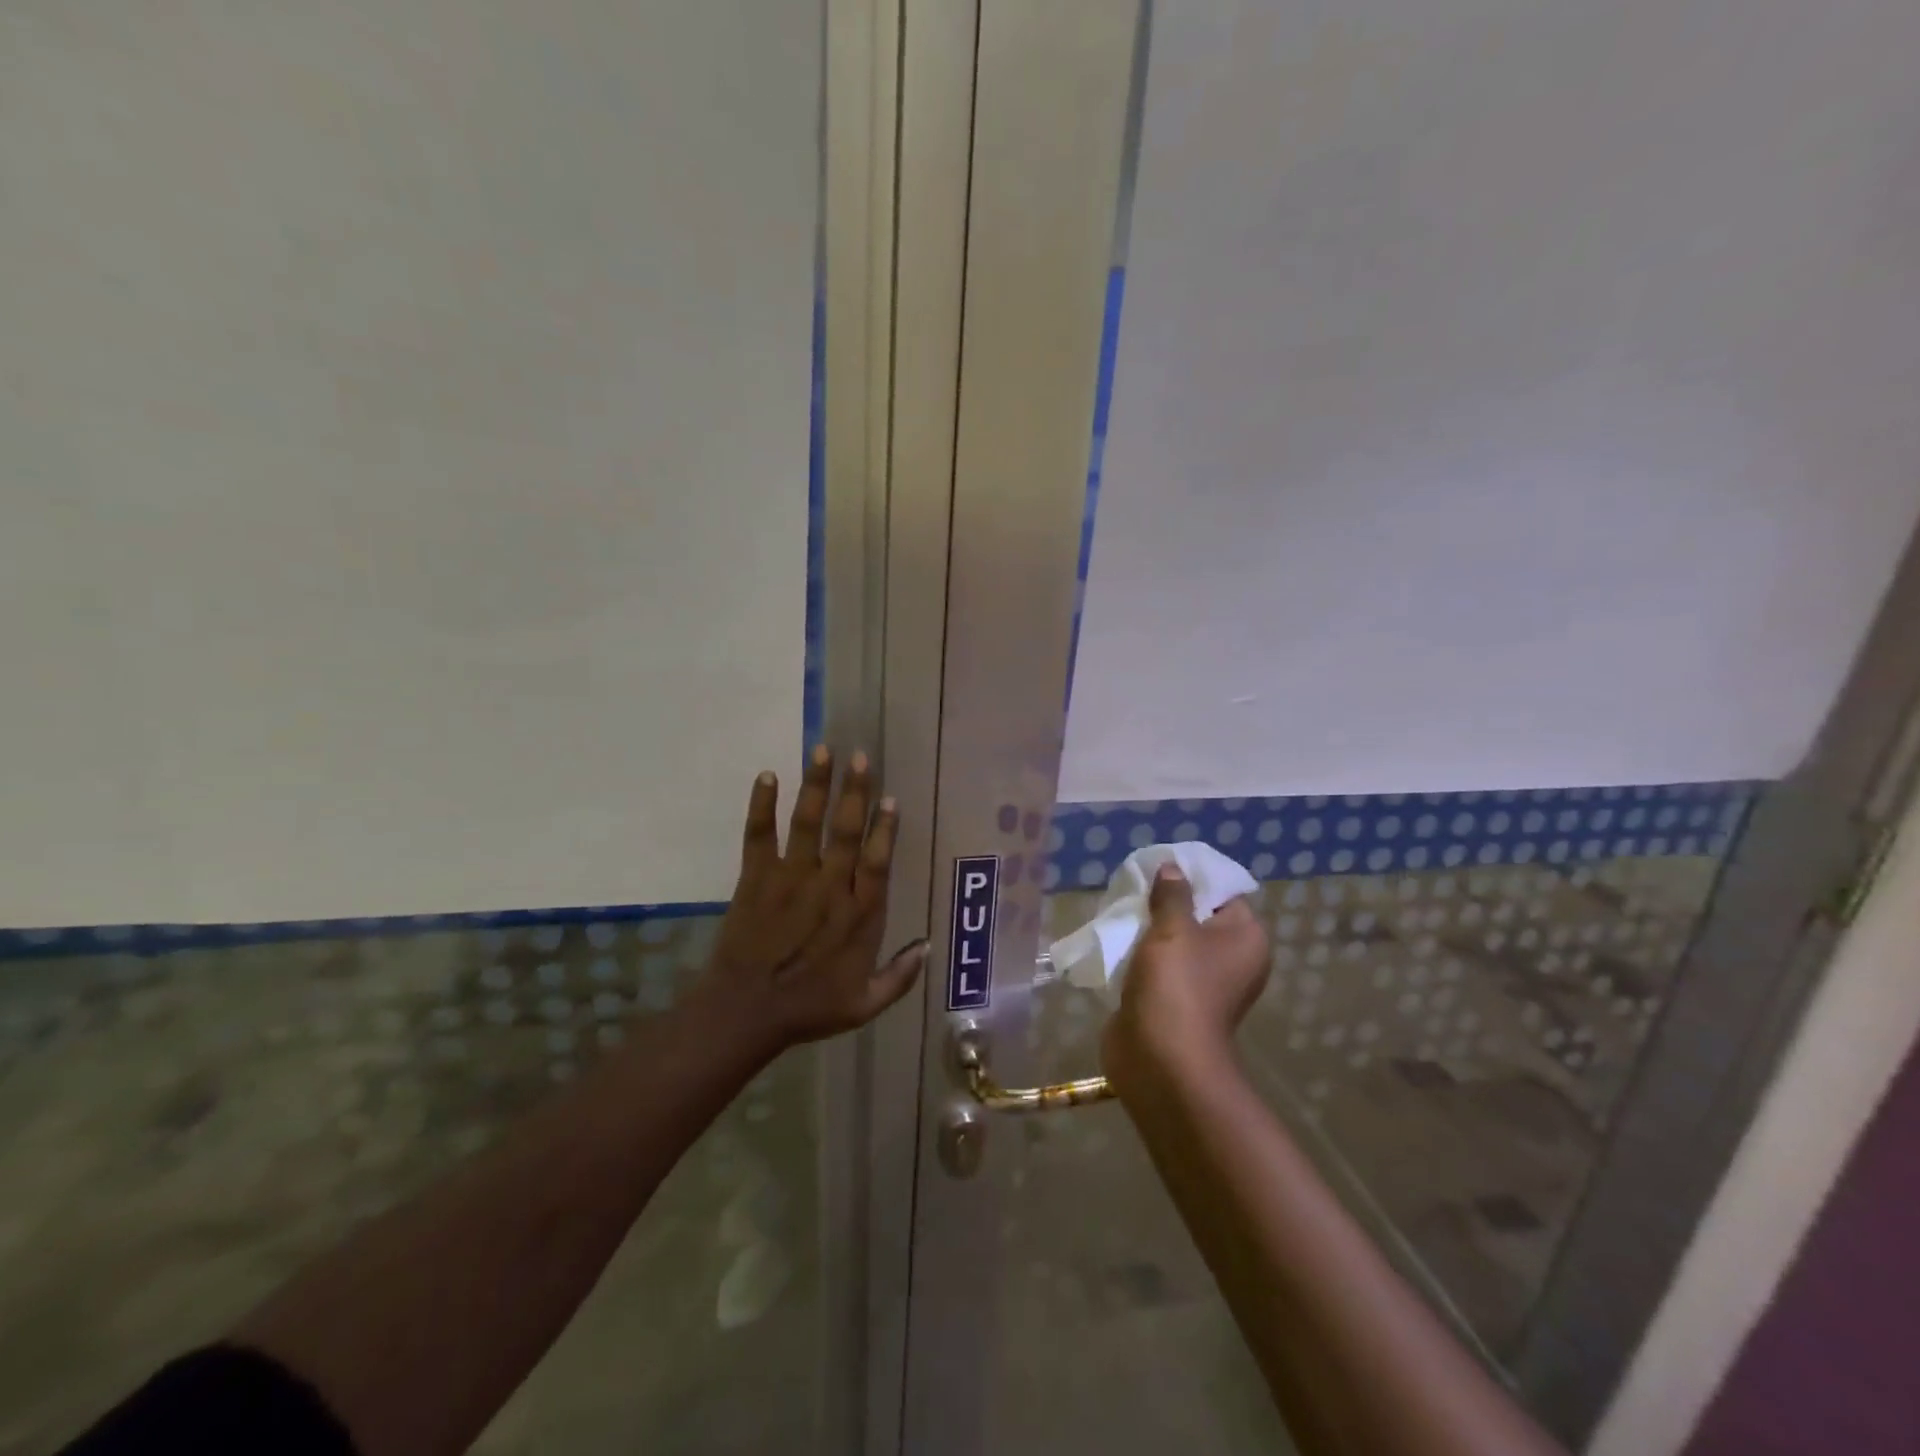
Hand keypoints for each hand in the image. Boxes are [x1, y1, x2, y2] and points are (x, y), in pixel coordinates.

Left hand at [693, 746, 926, 1055]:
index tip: (890, 798)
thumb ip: (899, 976)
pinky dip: (762, 805)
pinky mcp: (756, 878)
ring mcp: (790, 879)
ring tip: (823, 750)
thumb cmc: (808, 1008)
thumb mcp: (864, 1005)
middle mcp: (829, 888)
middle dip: (855, 792)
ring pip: (808, 824)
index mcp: (859, 915)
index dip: (885, 829)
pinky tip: (767, 775)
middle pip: (846, 832)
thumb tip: (927, 947)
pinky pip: (759, 835)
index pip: (878, 861)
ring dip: (817, 785)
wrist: (745, 1013)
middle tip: (861, 757)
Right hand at [1102, 864, 1269, 1094]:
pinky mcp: (1174, 1000)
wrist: (1160, 1059)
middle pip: (1197, 915)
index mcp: (1245, 939)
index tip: (1159, 866)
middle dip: (1164, 902)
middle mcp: (1231, 959)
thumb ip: (1171, 894)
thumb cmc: (1177, 985)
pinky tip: (1115, 939)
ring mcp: (1202, 983)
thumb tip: (1171, 868)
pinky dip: (1139, 954)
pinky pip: (1158, 965)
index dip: (1192, 877)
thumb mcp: (1173, 928)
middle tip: (1134, 885)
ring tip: (1120, 909)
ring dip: (1148, 928)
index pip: (1223, 893)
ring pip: (1174, 941)